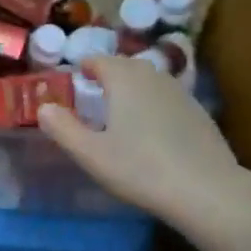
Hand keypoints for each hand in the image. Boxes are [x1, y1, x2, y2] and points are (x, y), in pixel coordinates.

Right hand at [38, 55, 250, 244]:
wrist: (207, 190)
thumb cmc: (141, 168)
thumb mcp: (91, 154)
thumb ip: (63, 128)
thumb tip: (43, 108)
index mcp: (124, 79)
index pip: (99, 60)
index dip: (84, 67)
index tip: (74, 81)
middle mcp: (153, 76)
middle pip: (126, 66)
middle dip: (108, 75)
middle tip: (93, 95)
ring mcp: (181, 92)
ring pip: (149, 80)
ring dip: (132, 88)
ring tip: (120, 111)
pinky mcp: (199, 112)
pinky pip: (167, 97)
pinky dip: (153, 104)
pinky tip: (151, 130)